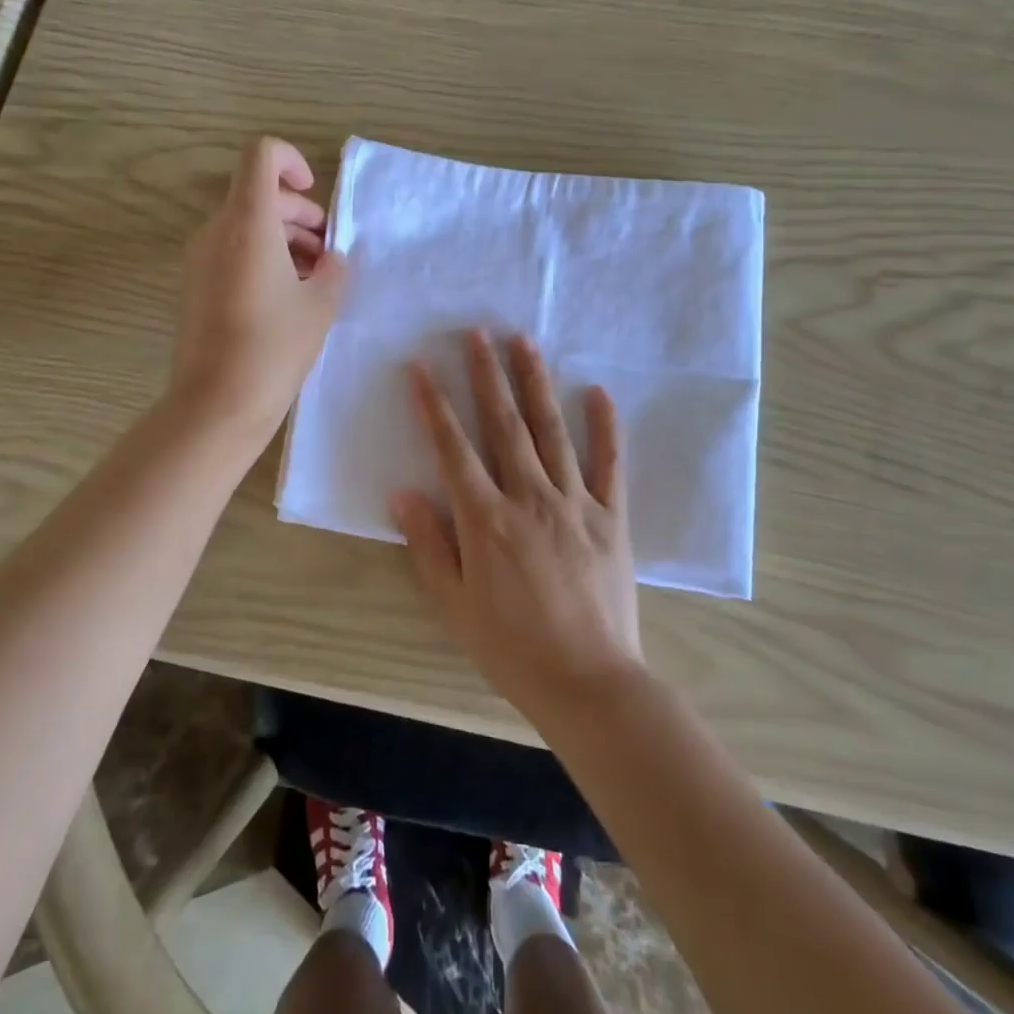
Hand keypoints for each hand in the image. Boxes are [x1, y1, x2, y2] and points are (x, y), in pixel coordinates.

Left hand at [170, 137, 346, 446]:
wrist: (216, 404)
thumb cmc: (274, 348)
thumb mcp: (320, 305)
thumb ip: (333, 269)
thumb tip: (330, 260)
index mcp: (247, 223)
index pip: (260, 155)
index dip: (291, 161)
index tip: (314, 196)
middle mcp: (216, 231)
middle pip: (258, 195)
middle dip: (299, 214)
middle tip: (328, 251)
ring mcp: (200, 259)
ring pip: (246, 226)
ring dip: (284, 239)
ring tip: (315, 278)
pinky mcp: (195, 286)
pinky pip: (232, 253)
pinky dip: (263, 259)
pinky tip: (289, 297)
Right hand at [392, 330, 643, 721]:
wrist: (588, 682)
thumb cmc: (511, 648)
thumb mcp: (454, 604)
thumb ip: (429, 544)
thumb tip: (403, 493)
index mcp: (485, 519)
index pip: (453, 447)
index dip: (434, 404)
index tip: (422, 366)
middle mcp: (528, 496)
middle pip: (503, 423)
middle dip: (487, 374)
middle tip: (478, 331)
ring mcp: (574, 501)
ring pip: (550, 429)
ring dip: (535, 382)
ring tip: (524, 341)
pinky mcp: (610, 515)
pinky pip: (609, 462)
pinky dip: (605, 425)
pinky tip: (598, 391)